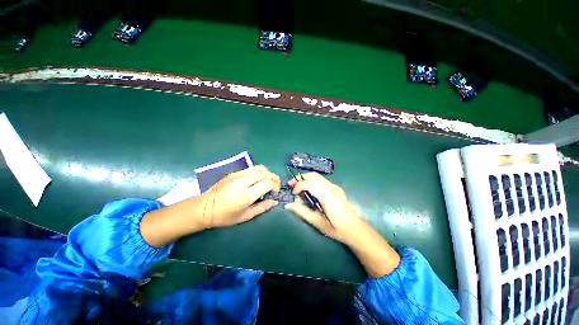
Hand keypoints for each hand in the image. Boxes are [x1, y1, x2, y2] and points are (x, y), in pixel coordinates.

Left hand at [201, 165, 280, 227]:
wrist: (204, 208)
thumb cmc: (225, 216)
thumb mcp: (245, 216)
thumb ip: (262, 207)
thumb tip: (275, 201)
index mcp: (246, 195)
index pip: (267, 183)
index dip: (275, 186)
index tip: (276, 192)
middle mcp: (243, 182)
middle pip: (265, 173)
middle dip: (274, 177)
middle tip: (276, 184)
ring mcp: (237, 175)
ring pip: (258, 168)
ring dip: (267, 172)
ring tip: (269, 179)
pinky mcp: (233, 173)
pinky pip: (250, 169)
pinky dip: (258, 172)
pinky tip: (258, 178)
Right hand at [284, 172, 363, 243]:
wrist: (355, 228)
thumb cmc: (336, 228)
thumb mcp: (317, 222)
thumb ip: (301, 211)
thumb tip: (287, 205)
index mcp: (328, 197)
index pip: (310, 183)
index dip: (299, 185)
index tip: (293, 194)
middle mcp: (332, 188)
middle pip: (313, 175)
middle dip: (300, 178)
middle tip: (291, 185)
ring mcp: (335, 187)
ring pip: (317, 176)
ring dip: (305, 179)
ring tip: (297, 187)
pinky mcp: (335, 188)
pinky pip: (321, 180)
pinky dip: (311, 181)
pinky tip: (308, 190)